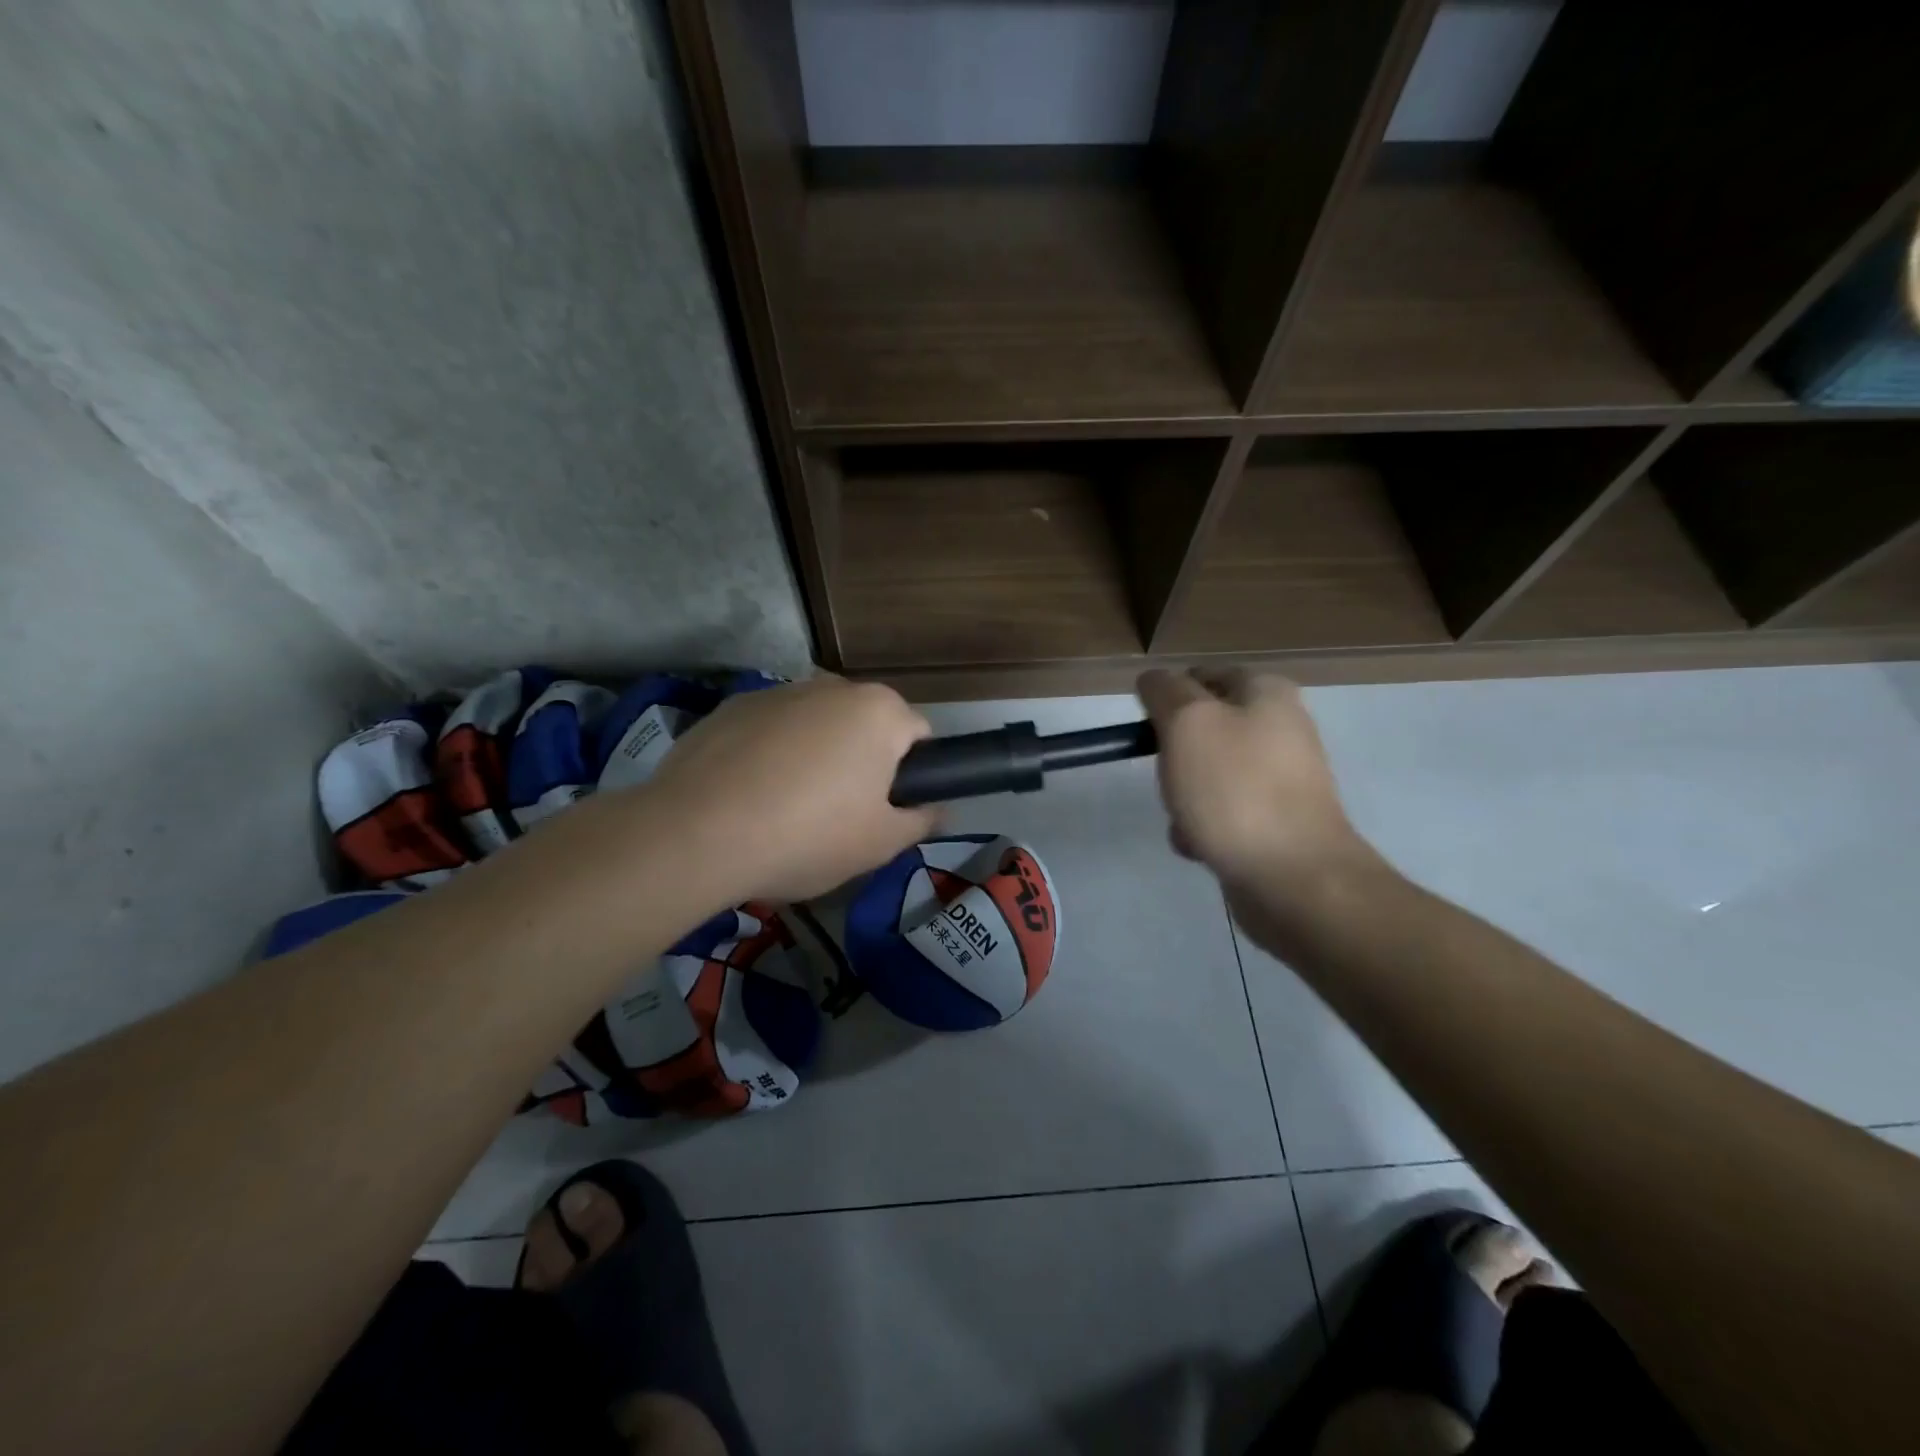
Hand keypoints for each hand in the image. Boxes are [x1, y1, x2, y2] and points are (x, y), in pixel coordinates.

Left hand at [646, 676, 940, 903]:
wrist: (697, 834)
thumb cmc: (808, 836)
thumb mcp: (879, 844)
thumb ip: (920, 821)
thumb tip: (942, 811)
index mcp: (879, 711)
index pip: (918, 735)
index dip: (911, 775)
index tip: (888, 810)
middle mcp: (832, 686)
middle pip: (864, 724)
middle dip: (861, 760)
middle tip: (840, 815)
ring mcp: (776, 692)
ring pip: (814, 725)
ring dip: (814, 754)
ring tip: (787, 808)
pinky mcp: (729, 707)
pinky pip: (768, 730)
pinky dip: (768, 754)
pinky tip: (748, 796)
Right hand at [1137, 667, 1381, 897]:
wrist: (1293, 877)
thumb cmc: (1236, 788)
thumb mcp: (1187, 722)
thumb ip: (1165, 691)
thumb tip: (1154, 679)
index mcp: (1267, 692)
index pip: (1202, 675)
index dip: (1169, 698)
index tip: (1150, 730)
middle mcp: (1280, 728)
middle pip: (1202, 729)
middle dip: (1175, 755)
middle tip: (1169, 776)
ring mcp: (1280, 778)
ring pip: (1207, 774)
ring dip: (1184, 796)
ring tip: (1184, 819)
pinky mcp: (1276, 821)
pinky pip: (1222, 813)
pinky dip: (1203, 827)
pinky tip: (1200, 845)